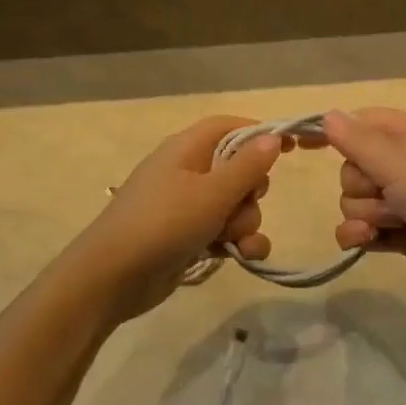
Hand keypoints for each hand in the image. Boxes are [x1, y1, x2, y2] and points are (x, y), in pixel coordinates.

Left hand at [72, 116, 284, 319]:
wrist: (112, 278)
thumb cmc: (163, 224)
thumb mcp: (211, 193)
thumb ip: (247, 166)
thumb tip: (273, 137)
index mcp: (188, 148)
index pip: (231, 126)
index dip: (262, 133)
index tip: (293, 147)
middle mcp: (188, 171)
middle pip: (239, 168)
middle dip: (252, 192)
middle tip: (244, 205)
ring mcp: (187, 205)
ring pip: (236, 204)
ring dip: (246, 223)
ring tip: (234, 241)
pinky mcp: (188, 236)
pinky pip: (225, 230)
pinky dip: (237, 241)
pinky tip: (242, 256)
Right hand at [324, 107, 405, 301]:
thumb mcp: (399, 162)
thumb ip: (357, 140)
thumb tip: (327, 115)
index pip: (361, 122)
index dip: (334, 132)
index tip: (302, 144)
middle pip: (353, 166)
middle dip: (359, 185)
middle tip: (384, 194)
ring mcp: (404, 199)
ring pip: (355, 200)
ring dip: (365, 213)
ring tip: (392, 222)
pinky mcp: (401, 232)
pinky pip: (362, 228)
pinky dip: (361, 235)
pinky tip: (367, 241)